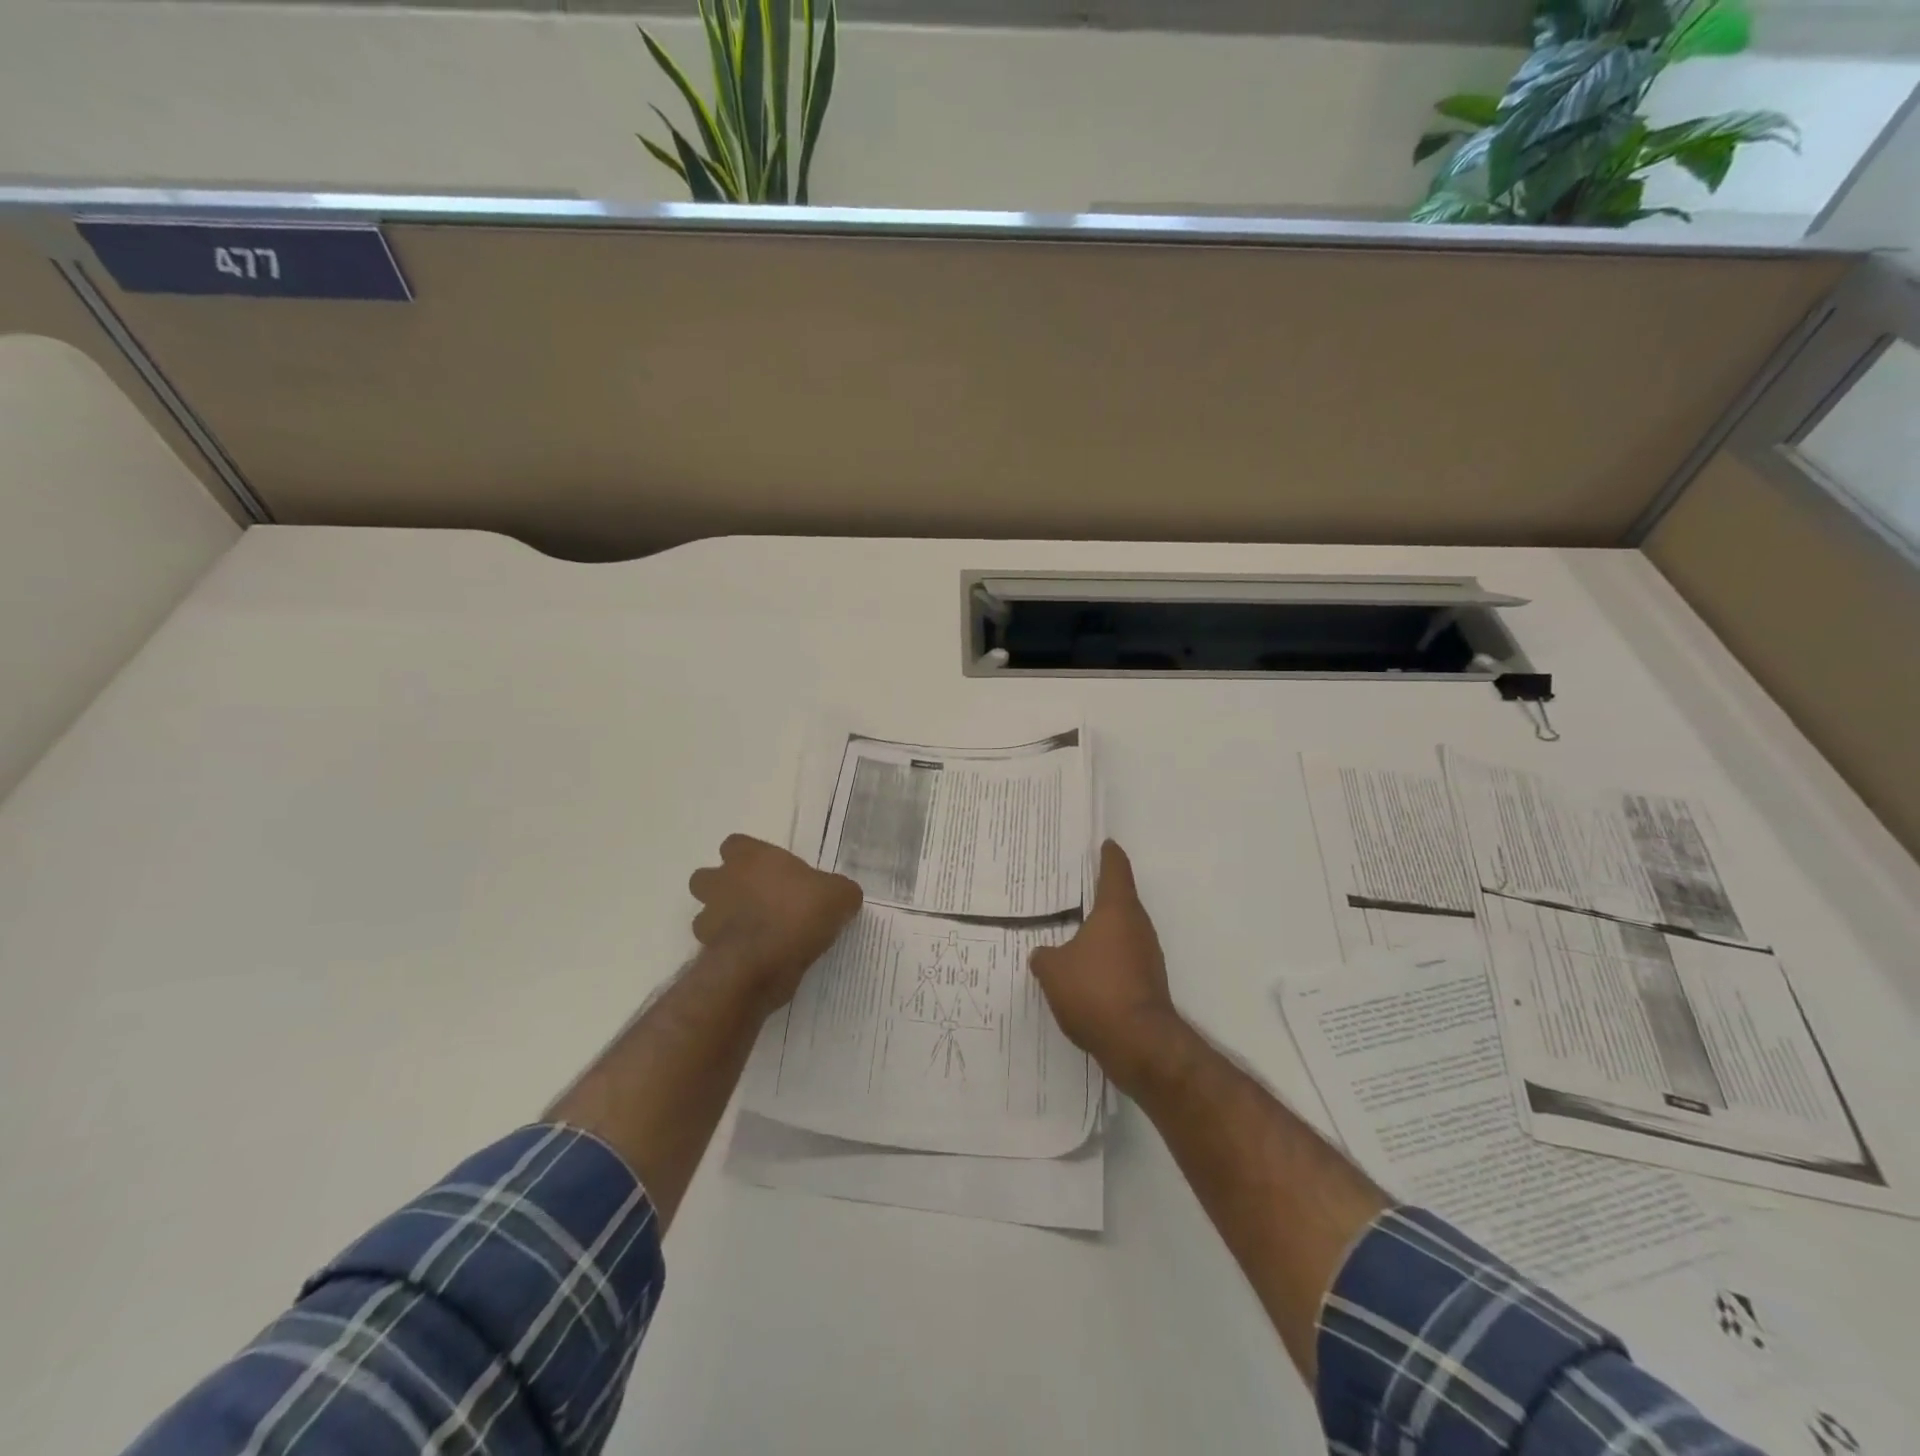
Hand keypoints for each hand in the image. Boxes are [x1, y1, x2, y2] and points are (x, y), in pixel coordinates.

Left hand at [688, 835, 862, 1013]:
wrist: (764, 962)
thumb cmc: (799, 913)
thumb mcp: (839, 896)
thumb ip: (840, 891)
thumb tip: (844, 897)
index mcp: (750, 857)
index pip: (736, 844)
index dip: (750, 857)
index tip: (772, 872)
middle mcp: (722, 881)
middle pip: (708, 877)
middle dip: (725, 888)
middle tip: (757, 902)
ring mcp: (709, 917)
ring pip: (705, 914)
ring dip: (723, 921)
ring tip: (755, 933)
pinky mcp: (706, 951)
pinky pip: (714, 947)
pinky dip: (729, 951)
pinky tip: (755, 958)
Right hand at [1030, 841, 1187, 1093]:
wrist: (1139, 1044)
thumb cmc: (1095, 991)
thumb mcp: (1053, 971)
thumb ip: (1044, 956)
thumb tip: (1043, 954)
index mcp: (1117, 910)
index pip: (1116, 869)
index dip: (1108, 854)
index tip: (1103, 843)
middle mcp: (1138, 926)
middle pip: (1120, 899)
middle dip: (1099, 894)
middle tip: (1073, 888)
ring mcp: (1148, 956)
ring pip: (1122, 931)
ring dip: (1102, 930)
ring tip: (1073, 931)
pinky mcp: (1148, 983)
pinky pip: (1123, 959)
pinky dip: (1107, 958)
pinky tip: (1085, 971)